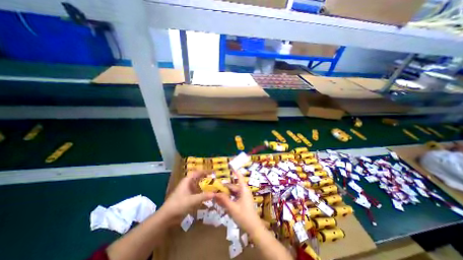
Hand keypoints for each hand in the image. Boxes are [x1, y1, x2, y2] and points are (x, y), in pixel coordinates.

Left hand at [160, 171, 212, 223]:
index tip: (213, 172)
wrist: (166, 216)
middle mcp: (187, 183)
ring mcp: (187, 190)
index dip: (205, 171)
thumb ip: (204, 196)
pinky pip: (197, 192)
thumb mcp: (192, 200)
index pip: (197, 172)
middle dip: (206, 178)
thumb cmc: (178, 204)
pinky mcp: (187, 197)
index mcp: (187, 180)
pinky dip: (202, 193)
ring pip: (198, 185)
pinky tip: (207, 196)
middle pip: (198, 178)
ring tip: (213, 187)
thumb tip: (215, 193)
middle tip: (215, 180)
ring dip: (205, 186)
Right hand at [214, 170, 263, 236]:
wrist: (254, 228)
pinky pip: (234, 198)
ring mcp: (243, 197)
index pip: (239, 177)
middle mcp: (244, 192)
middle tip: (215, 187)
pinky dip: (228, 198)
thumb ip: (224, 200)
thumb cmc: (244, 216)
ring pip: (233, 192)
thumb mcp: (232, 208)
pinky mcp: (242, 202)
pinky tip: (222, 201)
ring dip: (226, 194)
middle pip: (233, 186)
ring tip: (217, 195)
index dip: (235, 171)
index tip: (231, 166)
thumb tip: (215, 193)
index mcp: (243, 190)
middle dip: (225, 187)